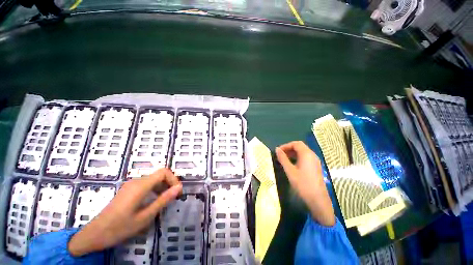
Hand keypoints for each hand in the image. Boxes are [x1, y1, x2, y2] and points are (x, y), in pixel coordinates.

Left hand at [68, 168, 181, 256]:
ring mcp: (129, 185)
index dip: (173, 180)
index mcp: (140, 186)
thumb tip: (178, 188)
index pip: (162, 172)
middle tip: (173, 201)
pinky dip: (152, 192)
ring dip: (160, 189)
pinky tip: (152, 205)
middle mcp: (135, 181)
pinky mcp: (126, 191)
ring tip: (165, 204)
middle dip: (168, 185)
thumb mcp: (146, 216)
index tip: (178, 194)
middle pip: (156, 175)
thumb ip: (162, 201)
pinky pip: (143, 186)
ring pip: (150, 180)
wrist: (103, 229)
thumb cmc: (125, 225)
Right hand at [275, 141, 334, 225]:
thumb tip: (277, 150)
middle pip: (301, 147)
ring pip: (304, 153)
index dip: (286, 146)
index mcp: (306, 154)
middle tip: (280, 156)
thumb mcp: (290, 171)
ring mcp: (316, 161)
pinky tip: (294, 167)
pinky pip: (307, 159)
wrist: (317, 197)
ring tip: (285, 162)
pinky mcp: (317, 167)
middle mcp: (312, 155)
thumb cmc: (302, 184)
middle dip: (290, 150)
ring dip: (294, 155)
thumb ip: (283, 160)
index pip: (296, 143)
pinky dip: (299, 159)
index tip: (278, 152)